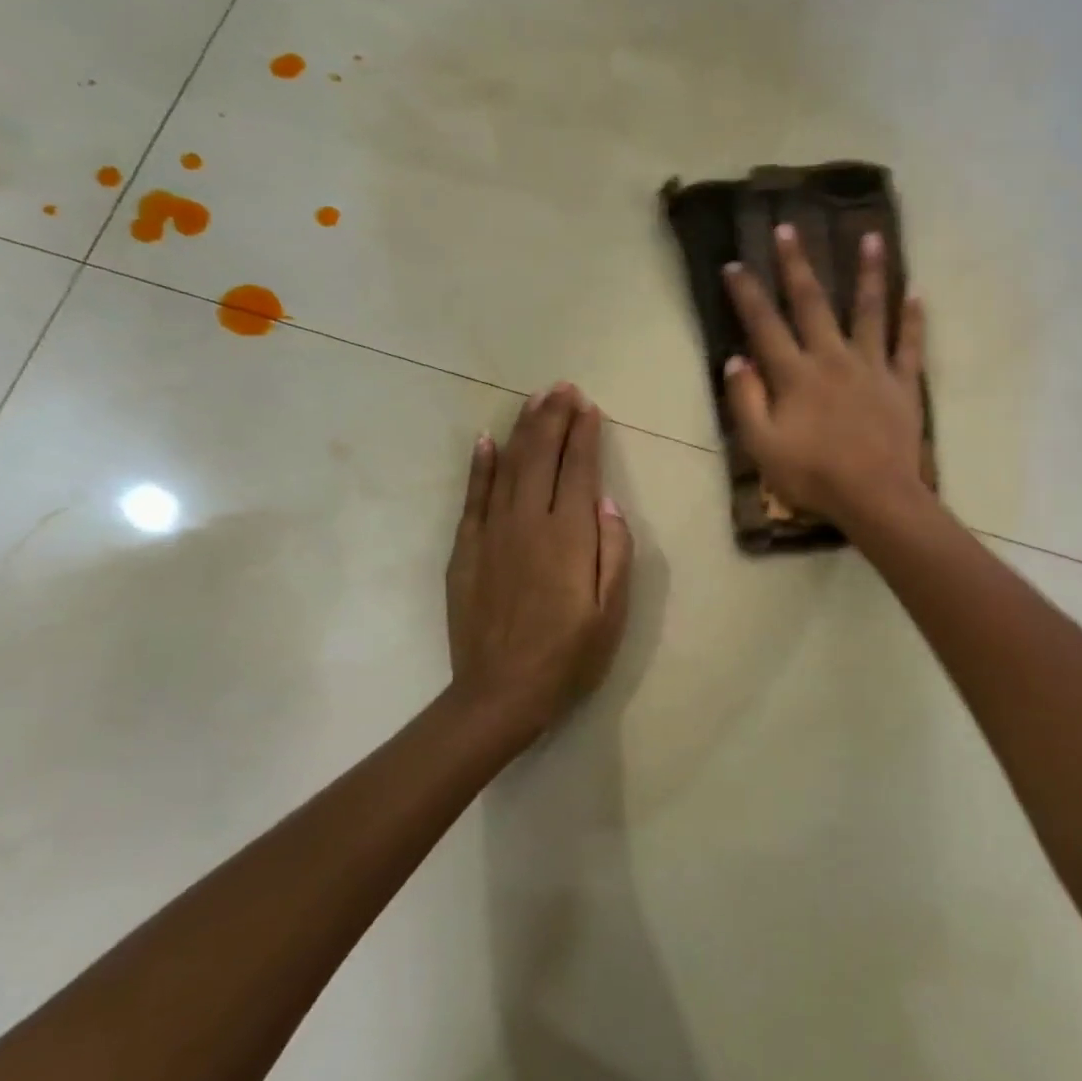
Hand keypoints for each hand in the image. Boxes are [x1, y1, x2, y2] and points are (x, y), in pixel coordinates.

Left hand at [445, 384, 632, 738]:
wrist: (501, 692)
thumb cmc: (569, 656)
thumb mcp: (612, 613)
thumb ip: (615, 553)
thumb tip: (609, 504)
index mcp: (570, 537)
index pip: (579, 470)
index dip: (584, 435)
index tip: (588, 406)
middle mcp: (530, 523)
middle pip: (542, 457)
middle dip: (553, 418)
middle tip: (562, 388)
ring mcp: (493, 533)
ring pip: (508, 467)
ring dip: (522, 430)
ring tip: (534, 401)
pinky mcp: (466, 550)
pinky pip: (473, 497)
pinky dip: (480, 466)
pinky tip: (485, 442)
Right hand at [723, 225, 929, 529]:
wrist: (874, 496)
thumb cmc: (813, 476)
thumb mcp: (762, 447)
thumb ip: (746, 401)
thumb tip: (736, 359)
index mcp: (796, 375)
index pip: (765, 325)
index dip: (747, 294)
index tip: (735, 264)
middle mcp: (833, 358)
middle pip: (813, 304)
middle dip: (798, 265)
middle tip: (790, 228)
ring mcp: (872, 368)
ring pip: (869, 311)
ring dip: (869, 273)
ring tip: (872, 237)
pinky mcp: (903, 384)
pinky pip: (909, 345)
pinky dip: (912, 319)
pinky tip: (916, 293)